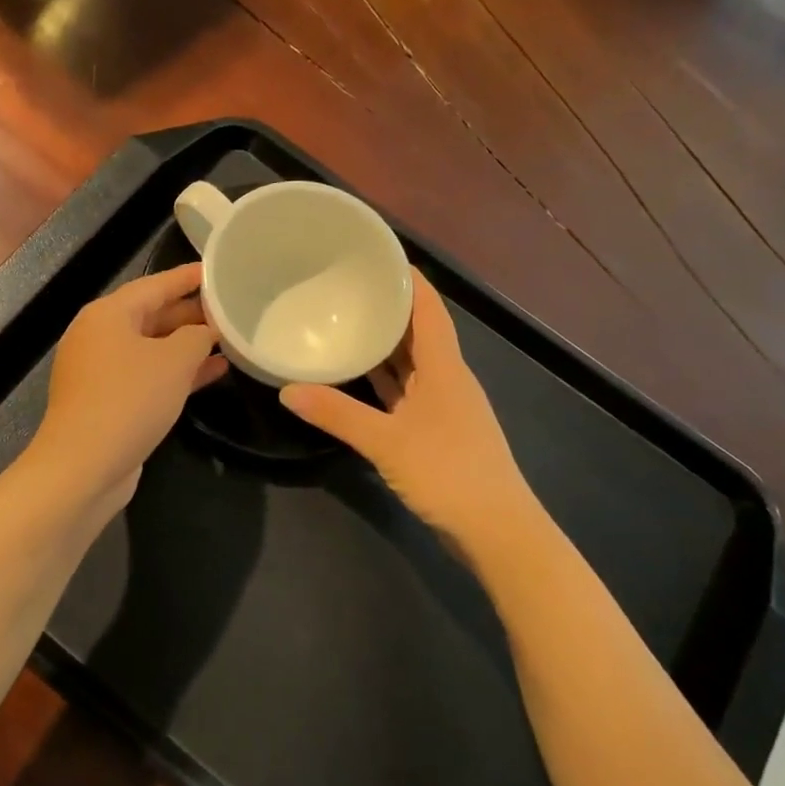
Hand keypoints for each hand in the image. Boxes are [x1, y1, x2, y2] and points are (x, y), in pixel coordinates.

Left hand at [28, 263, 227, 510]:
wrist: (83, 466)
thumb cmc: (129, 400)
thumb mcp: (174, 361)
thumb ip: (196, 337)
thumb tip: (204, 332)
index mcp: (108, 315)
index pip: (155, 284)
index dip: (188, 278)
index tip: (217, 271)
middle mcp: (99, 337)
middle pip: (151, 315)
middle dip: (191, 314)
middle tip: (230, 309)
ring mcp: (101, 371)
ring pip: (152, 348)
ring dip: (188, 346)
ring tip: (228, 340)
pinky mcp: (107, 401)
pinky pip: (148, 376)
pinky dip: (177, 373)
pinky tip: (213, 373)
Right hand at [281, 269, 539, 549]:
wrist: (497, 531)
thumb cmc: (448, 473)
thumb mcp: (386, 441)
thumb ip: (337, 414)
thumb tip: (287, 389)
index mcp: (445, 367)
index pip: (429, 308)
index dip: (409, 279)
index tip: (378, 255)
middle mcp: (448, 378)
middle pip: (419, 332)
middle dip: (389, 307)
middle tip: (348, 287)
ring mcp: (445, 407)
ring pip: (413, 364)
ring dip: (386, 345)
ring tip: (348, 322)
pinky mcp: (439, 432)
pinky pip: (407, 392)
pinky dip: (385, 381)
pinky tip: (359, 378)